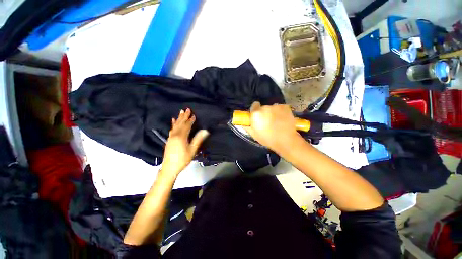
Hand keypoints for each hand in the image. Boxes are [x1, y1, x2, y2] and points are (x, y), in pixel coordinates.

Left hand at [161, 108, 208, 175]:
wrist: (169, 168)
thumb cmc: (183, 159)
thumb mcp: (192, 150)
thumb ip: (198, 139)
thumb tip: (205, 131)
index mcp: (181, 137)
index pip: (187, 126)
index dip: (190, 120)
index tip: (193, 115)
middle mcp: (175, 135)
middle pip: (180, 123)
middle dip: (184, 116)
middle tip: (187, 109)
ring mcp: (171, 137)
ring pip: (175, 125)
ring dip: (179, 118)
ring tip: (181, 112)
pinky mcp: (169, 139)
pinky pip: (171, 129)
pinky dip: (173, 124)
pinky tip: (173, 121)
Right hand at [243, 102, 301, 152]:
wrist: (286, 141)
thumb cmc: (267, 139)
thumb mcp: (254, 134)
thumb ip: (247, 126)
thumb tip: (242, 122)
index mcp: (256, 113)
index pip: (254, 105)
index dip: (256, 110)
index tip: (258, 116)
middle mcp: (265, 107)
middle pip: (263, 107)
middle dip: (264, 112)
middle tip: (267, 121)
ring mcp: (276, 106)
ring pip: (272, 108)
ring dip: (273, 112)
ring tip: (277, 121)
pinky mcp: (285, 107)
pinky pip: (280, 108)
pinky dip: (281, 112)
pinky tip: (283, 119)